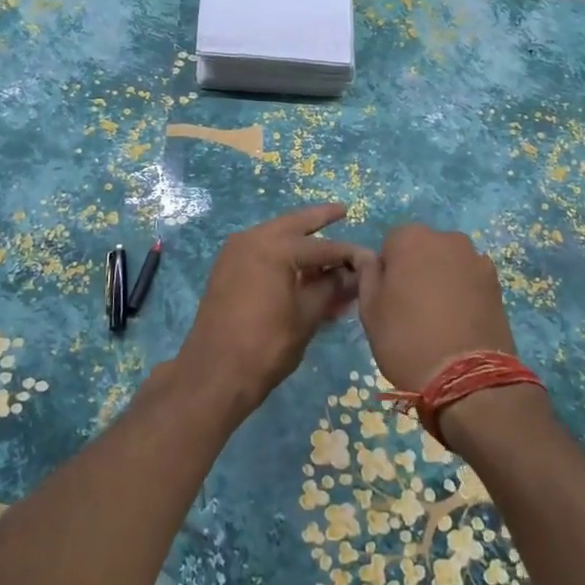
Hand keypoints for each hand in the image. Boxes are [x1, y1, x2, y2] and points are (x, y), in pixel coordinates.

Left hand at [176, 203, 372, 417]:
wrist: (214, 373)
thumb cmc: (266, 345)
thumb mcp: (306, 316)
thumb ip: (330, 288)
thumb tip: (353, 273)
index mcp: (274, 247)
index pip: (322, 246)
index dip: (348, 254)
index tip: (369, 258)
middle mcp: (252, 239)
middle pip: (294, 225)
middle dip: (319, 218)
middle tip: (342, 210)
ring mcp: (235, 252)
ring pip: (275, 236)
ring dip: (299, 238)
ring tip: (324, 237)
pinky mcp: (226, 268)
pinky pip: (261, 251)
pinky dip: (281, 254)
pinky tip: (298, 262)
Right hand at [356, 224, 518, 393]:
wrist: (466, 377)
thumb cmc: (406, 339)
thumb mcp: (370, 309)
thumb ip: (367, 274)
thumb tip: (370, 258)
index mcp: (411, 238)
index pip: (391, 244)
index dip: (388, 270)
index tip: (389, 297)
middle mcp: (446, 238)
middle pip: (424, 248)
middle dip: (417, 269)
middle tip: (412, 307)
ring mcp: (476, 258)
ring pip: (449, 263)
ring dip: (442, 279)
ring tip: (439, 317)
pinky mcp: (497, 282)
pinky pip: (471, 279)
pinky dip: (464, 292)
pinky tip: (460, 321)